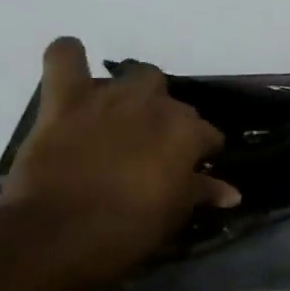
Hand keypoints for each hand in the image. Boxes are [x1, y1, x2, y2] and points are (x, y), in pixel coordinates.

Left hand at [0, 37, 237, 290]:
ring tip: (124, 116)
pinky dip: (69, 56)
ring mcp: (109, 98)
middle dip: (169, 119)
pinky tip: (74, 63)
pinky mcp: (64, 100)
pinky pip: (64, 58)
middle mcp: (154, 105)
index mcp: (187, 132)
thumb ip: (202, 192)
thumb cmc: (129, 228)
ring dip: (135, 92)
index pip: (208, 135)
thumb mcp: (175, 213)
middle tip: (154, 147)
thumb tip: (231, 192)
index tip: (193, 170)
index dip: (202, 153)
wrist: (58, 234)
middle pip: (173, 101)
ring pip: (136, 76)